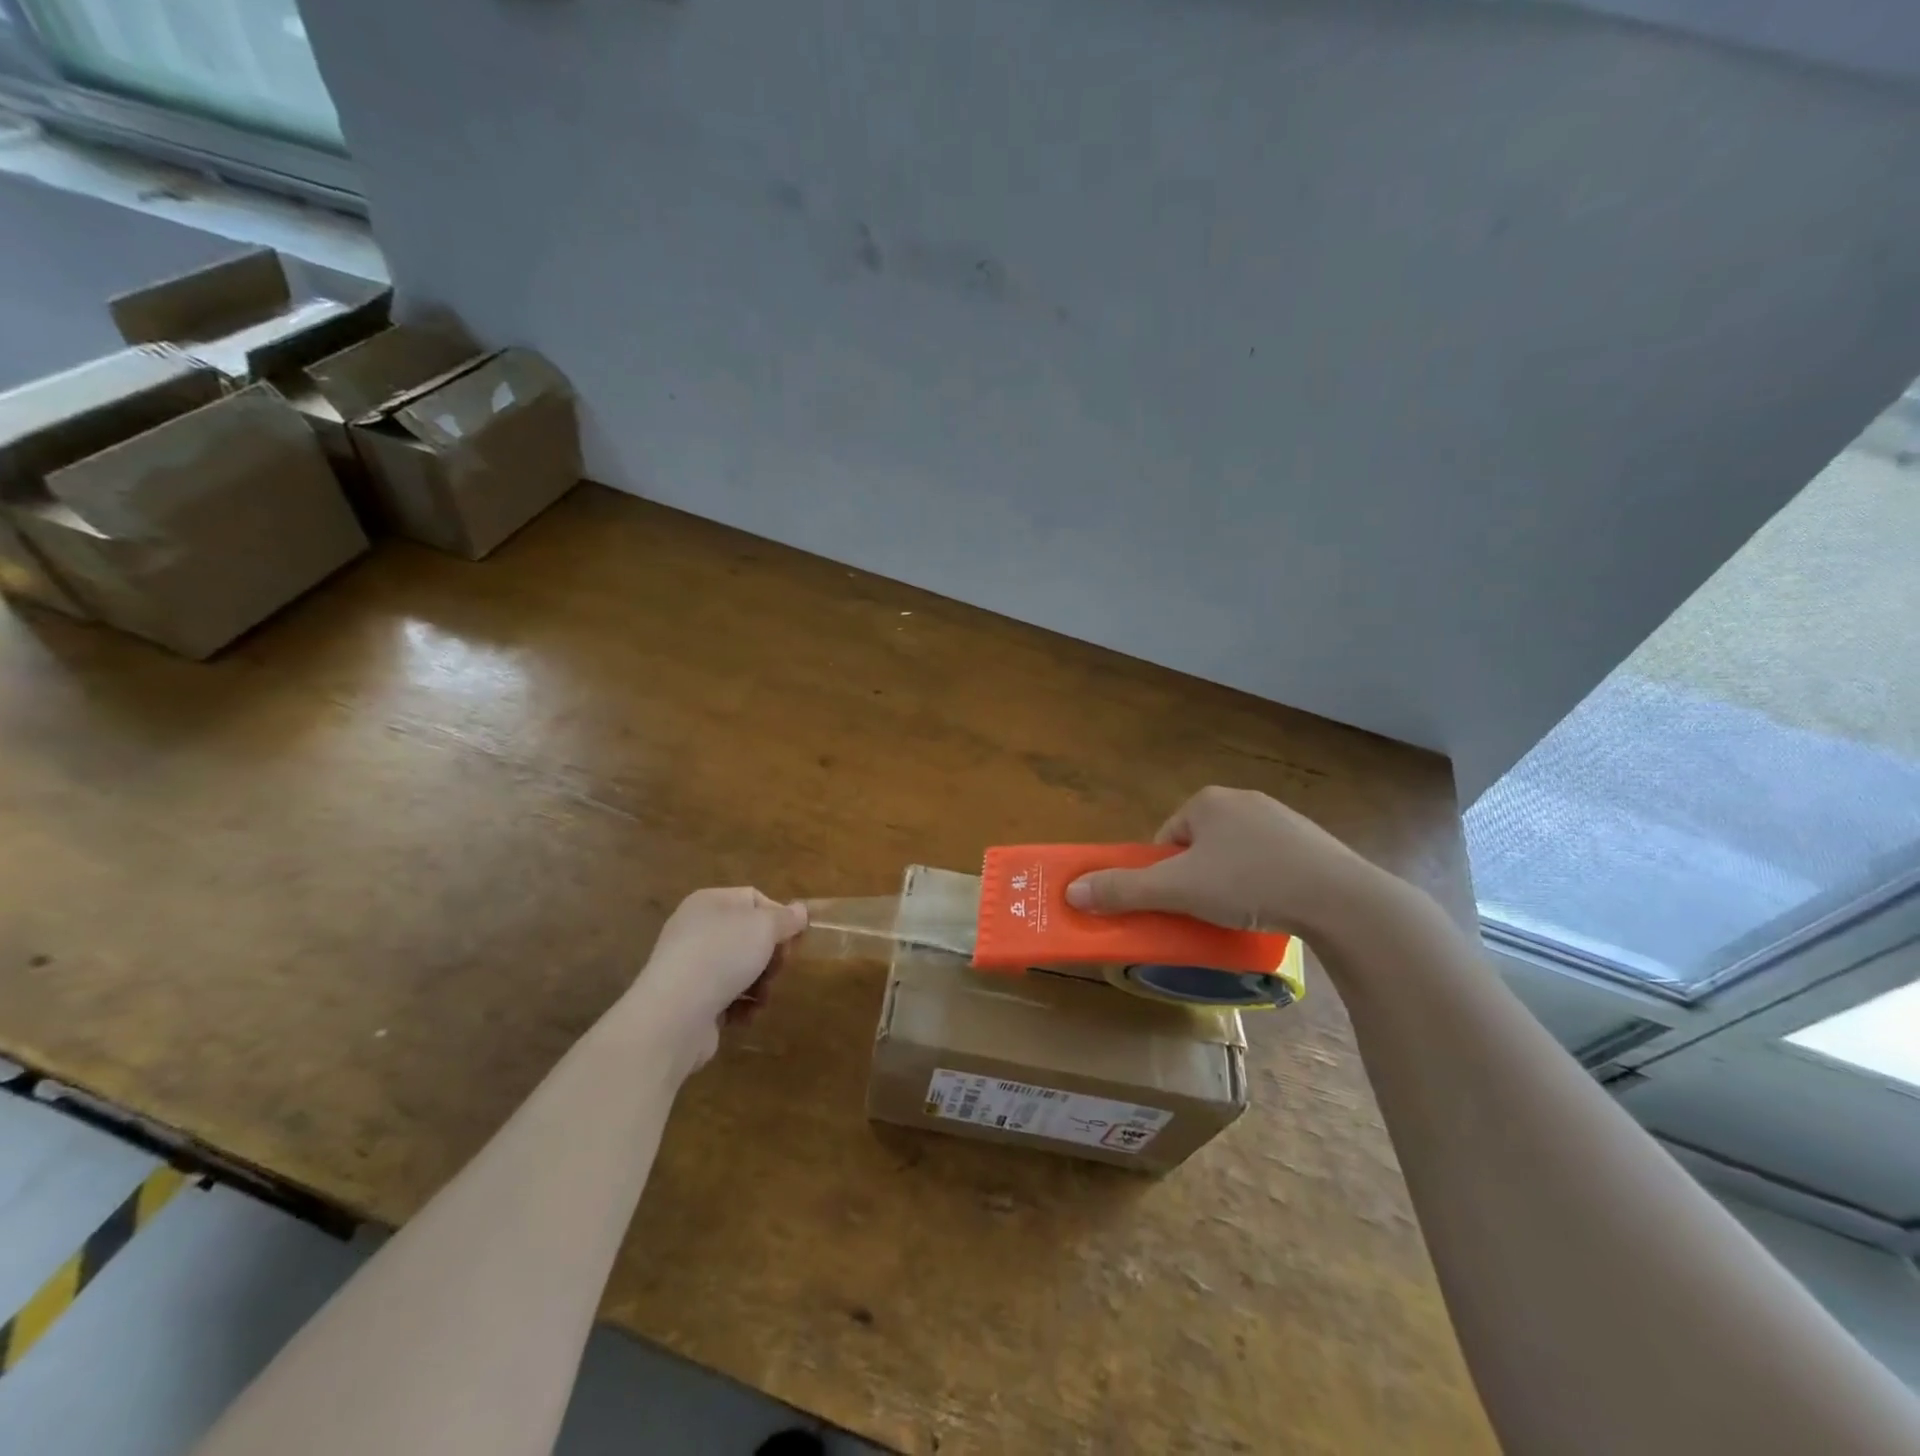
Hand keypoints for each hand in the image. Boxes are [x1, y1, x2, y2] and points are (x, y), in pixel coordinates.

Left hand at [623, 888, 807, 1073]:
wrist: (674, 1015)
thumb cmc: (722, 956)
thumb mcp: (764, 927)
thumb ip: (786, 917)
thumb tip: (799, 910)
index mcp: (710, 902)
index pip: (754, 899)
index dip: (779, 917)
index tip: (794, 939)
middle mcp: (697, 930)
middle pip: (749, 937)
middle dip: (771, 956)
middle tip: (779, 969)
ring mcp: (691, 966)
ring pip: (742, 969)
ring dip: (760, 984)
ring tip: (761, 997)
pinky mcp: (691, 1001)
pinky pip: (727, 997)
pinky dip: (741, 1006)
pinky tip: (744, 1015)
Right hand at [1064, 786, 1392, 943]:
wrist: (1340, 898)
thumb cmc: (1249, 883)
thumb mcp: (1177, 890)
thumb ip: (1124, 889)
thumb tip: (1072, 890)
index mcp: (1207, 801)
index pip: (1167, 837)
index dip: (1163, 873)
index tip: (1176, 903)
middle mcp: (1243, 800)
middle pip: (1198, 846)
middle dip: (1196, 878)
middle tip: (1204, 911)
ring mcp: (1281, 819)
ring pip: (1235, 855)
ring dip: (1229, 882)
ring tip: (1240, 914)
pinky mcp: (1311, 842)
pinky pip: (1270, 862)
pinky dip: (1263, 884)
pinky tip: (1273, 907)